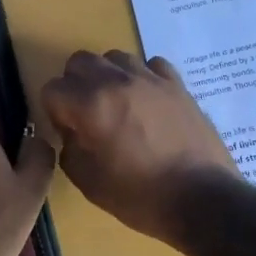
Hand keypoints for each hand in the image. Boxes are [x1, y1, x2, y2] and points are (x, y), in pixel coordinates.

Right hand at [40, 50, 238, 244]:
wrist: (202, 198)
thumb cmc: (140, 197)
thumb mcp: (89, 183)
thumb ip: (70, 149)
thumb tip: (72, 132)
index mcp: (91, 106)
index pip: (53, 89)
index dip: (54, 111)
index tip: (66, 130)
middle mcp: (118, 82)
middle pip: (80, 61)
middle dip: (74, 85)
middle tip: (85, 113)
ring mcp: (151, 79)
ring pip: (115, 57)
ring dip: (107, 76)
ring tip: (116, 103)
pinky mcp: (177, 84)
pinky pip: (151, 64)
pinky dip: (142, 76)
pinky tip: (146, 100)